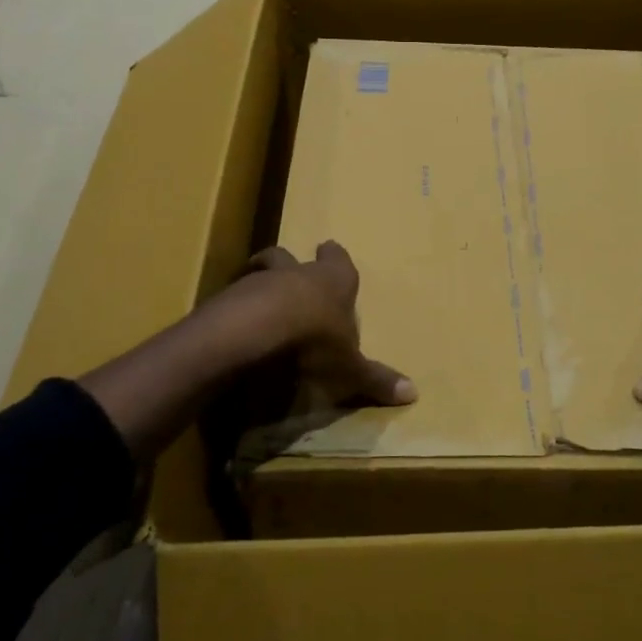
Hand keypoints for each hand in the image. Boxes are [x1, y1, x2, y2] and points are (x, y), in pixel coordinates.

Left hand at [77, 240, 411, 462]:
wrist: (254, 332)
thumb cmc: (314, 340)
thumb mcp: (349, 367)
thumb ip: (375, 378)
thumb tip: (414, 393)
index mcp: (332, 281)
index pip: (338, 260)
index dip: (335, 256)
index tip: (330, 247)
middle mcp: (295, 274)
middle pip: (288, 257)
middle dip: (288, 262)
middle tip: (287, 267)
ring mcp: (257, 283)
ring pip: (259, 274)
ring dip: (260, 285)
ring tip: (259, 303)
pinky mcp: (227, 301)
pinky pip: (233, 300)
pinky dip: (236, 310)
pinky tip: (238, 327)